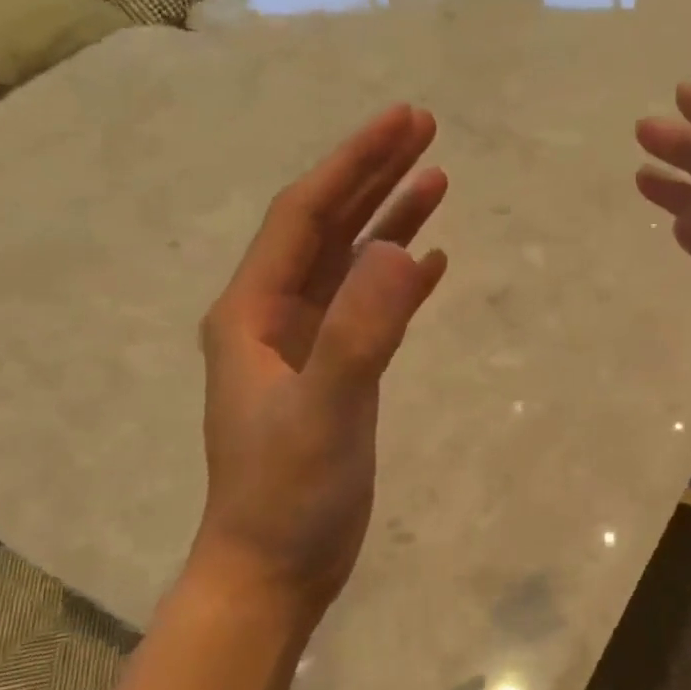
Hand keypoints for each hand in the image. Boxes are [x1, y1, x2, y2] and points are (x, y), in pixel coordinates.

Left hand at [186, 105, 448, 629]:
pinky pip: (369, 309)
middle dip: (373, 174)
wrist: (275, 567)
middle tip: (425, 128)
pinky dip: (400, 281)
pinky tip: (431, 262)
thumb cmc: (286, 495)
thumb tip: (404, 252)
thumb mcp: (324, 413)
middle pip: (326, 227)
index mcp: (253, 311)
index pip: (305, 216)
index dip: (353, 164)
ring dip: (390, 221)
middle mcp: (274, 316)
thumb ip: (359, 333)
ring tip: (438, 180)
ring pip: (350, 264)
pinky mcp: (336, 374)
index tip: (403, 122)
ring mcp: (306, 346)